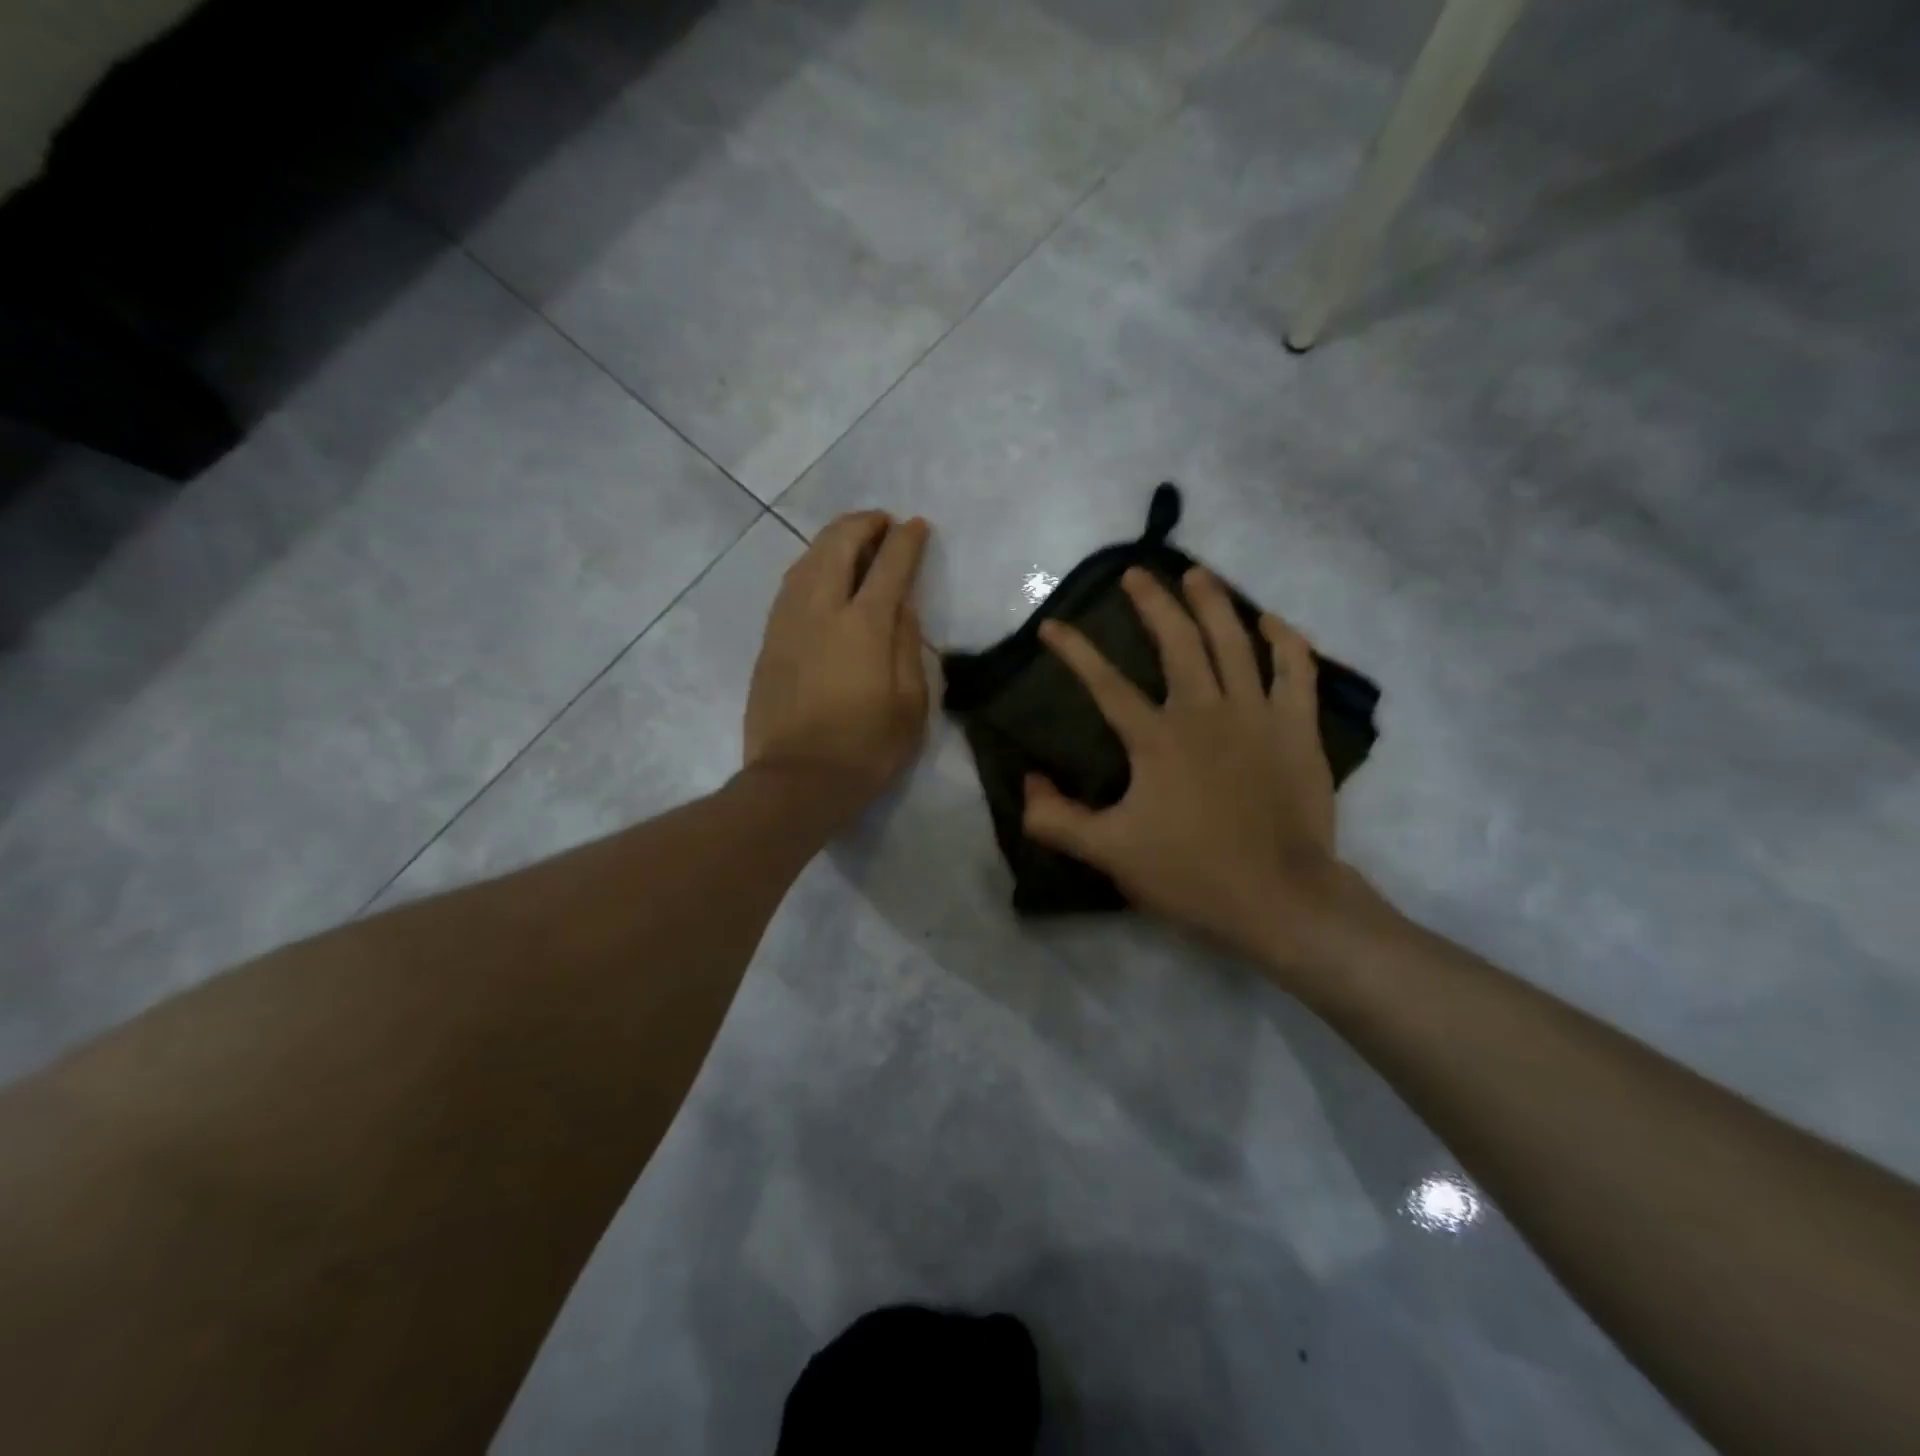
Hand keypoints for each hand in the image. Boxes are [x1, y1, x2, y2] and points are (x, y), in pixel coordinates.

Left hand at [744, 512, 930, 813]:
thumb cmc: (866, 749)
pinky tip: (821, 573)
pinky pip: (790, 586)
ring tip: (853, 539)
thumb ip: (908, 646)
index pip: (889, 566)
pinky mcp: (769, 641)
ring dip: (832, 540)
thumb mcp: (910, 704)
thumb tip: (902, 606)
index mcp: (863, 626)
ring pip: (806, 560)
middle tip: (883, 523)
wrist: (796, 782)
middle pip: (838, 546)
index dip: (906, 541)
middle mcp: (821, 611)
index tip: (917, 526)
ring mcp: (788, 623)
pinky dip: (810, 566)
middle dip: (863, 524)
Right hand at [1023, 567, 1371, 972]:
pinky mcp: (1297, 728)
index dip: (1075, 651)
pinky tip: (1268, 621)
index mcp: (1157, 738)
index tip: (1053, 625)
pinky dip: (1284, 640)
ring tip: (1195, 574)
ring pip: (1234, 641)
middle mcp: (1205, 711)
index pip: (1106, 683)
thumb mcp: (1109, 852)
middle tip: (1136, 575)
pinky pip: (1295, 669)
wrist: (1280, 898)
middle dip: (1152, 602)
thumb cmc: (1191, 873)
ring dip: (1212, 602)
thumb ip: (1057, 819)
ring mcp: (1257, 714)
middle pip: (1177, 641)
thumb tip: (1027, 782)